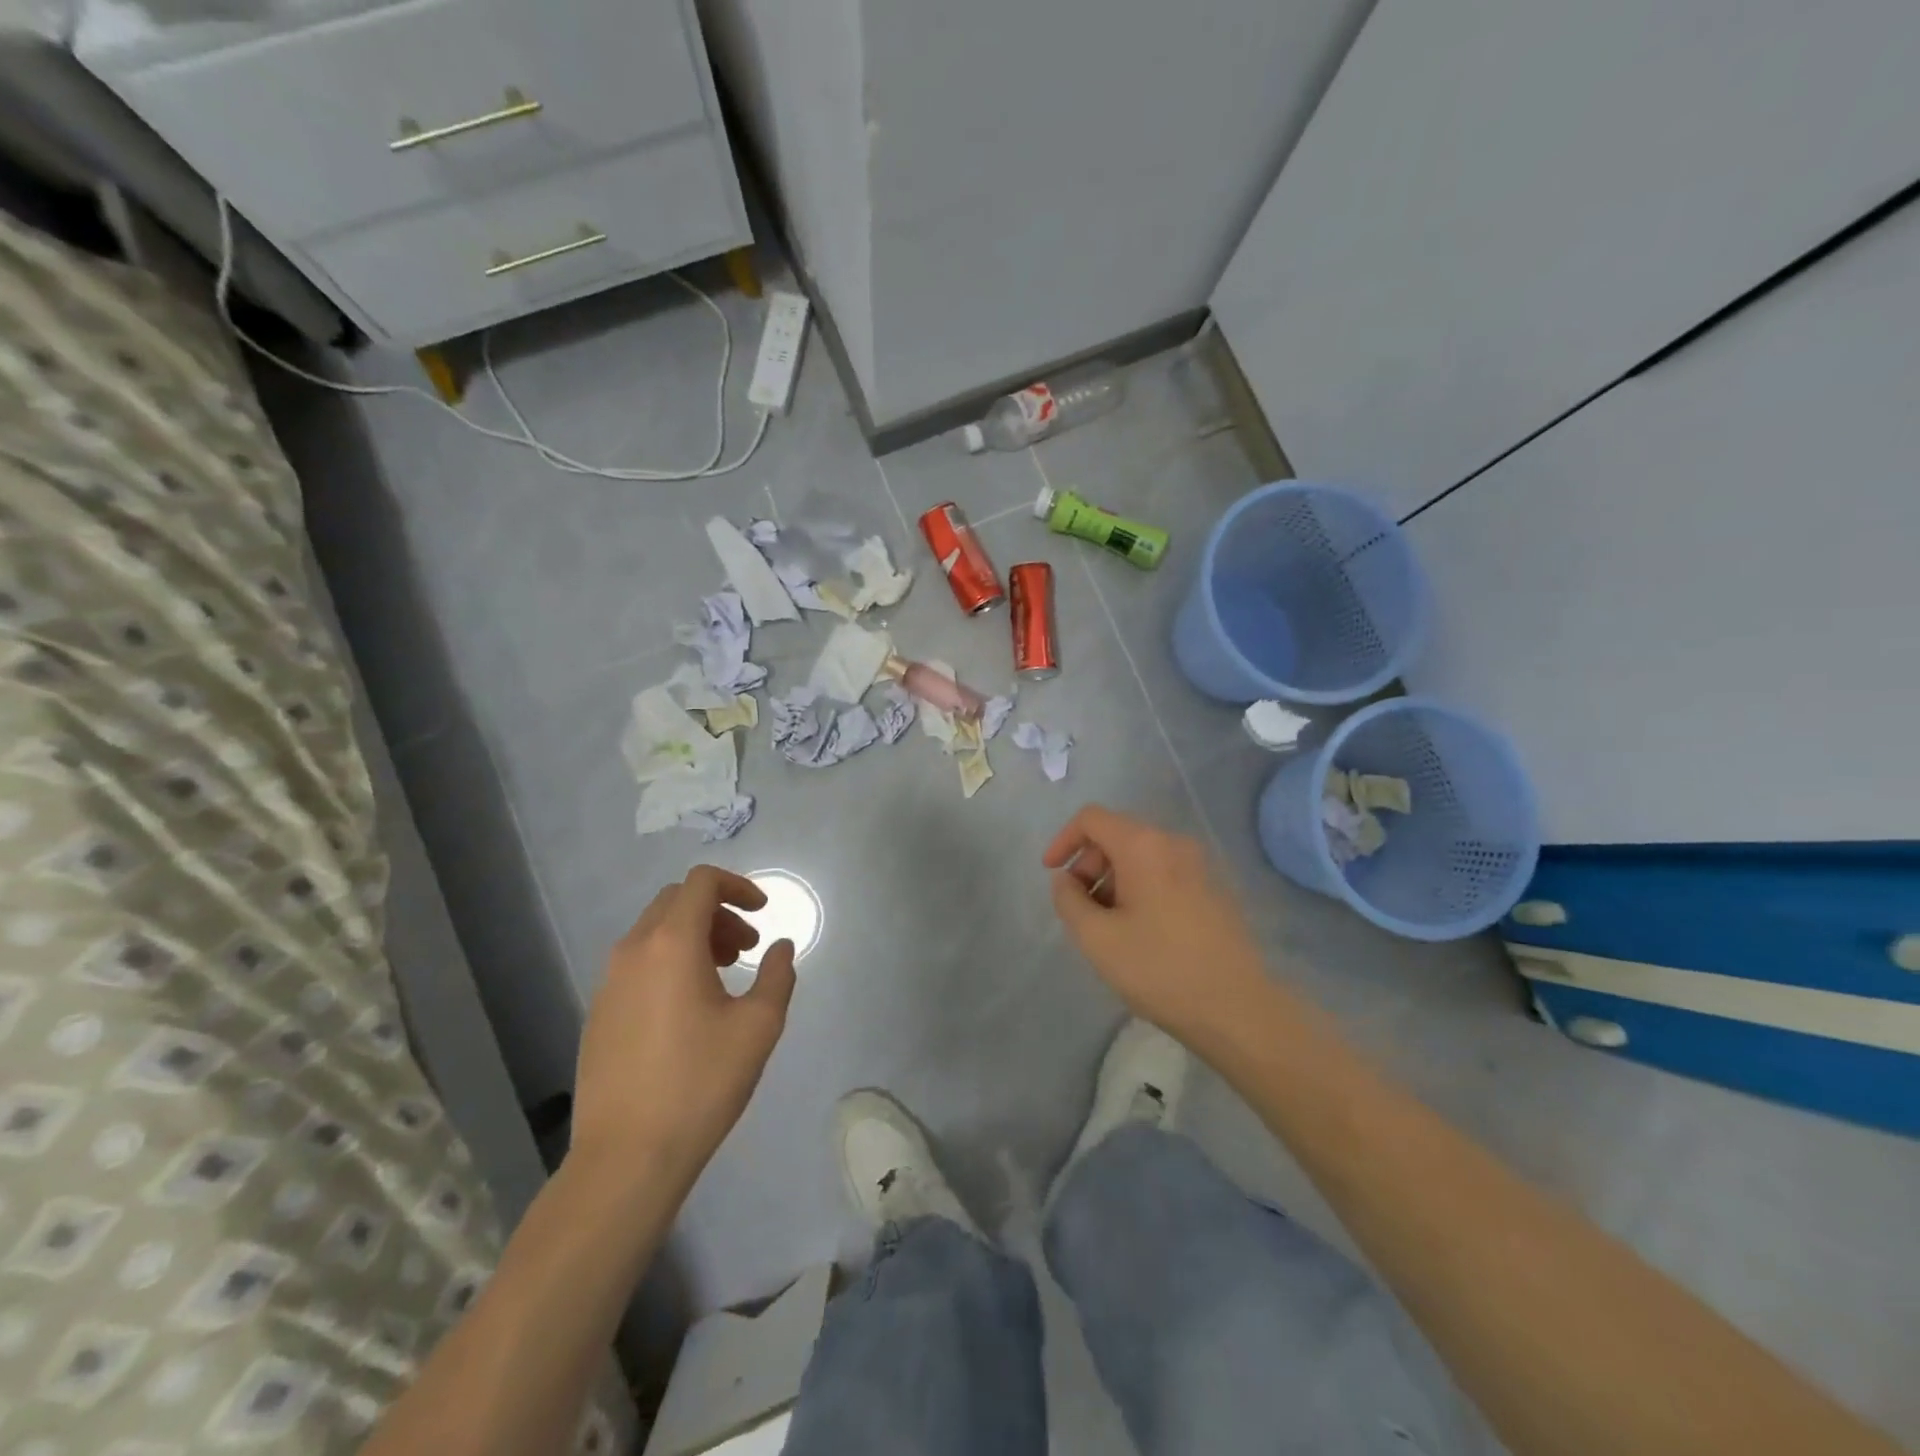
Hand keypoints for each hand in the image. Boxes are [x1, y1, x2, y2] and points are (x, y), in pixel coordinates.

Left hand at [570, 867, 795, 1188]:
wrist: (627, 1157)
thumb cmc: (701, 1083)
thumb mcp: (758, 1026)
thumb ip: (777, 975)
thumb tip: (780, 947)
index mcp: (672, 944)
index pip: (701, 882)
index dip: (738, 886)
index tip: (762, 913)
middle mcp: (634, 951)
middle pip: (676, 901)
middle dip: (718, 912)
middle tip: (746, 947)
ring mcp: (609, 982)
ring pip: (654, 932)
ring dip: (693, 936)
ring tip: (722, 975)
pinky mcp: (598, 1012)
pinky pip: (637, 963)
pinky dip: (668, 961)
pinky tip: (688, 1007)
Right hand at [1043, 806, 1271, 1051]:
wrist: (1238, 1009)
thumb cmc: (1159, 969)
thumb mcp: (1096, 938)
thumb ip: (1069, 900)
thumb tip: (1066, 880)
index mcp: (1144, 845)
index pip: (1091, 818)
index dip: (1063, 841)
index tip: (1052, 876)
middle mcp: (1174, 843)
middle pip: (1117, 835)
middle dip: (1089, 865)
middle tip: (1080, 909)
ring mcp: (1199, 865)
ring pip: (1140, 856)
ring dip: (1113, 881)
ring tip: (1107, 927)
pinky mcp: (1213, 889)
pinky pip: (1163, 873)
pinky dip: (1139, 889)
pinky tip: (1138, 932)